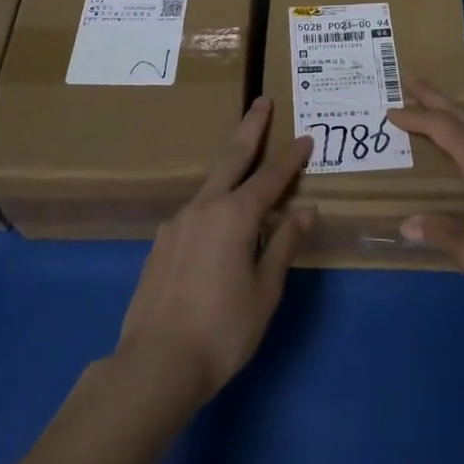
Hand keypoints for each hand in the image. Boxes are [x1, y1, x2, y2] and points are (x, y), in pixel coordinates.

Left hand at [114, 98, 315, 406]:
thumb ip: (284, 244)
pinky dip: (214, 204)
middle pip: (232, 157)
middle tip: (261, 101)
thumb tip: (307, 211)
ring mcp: (177, 222)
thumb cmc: (222, 329)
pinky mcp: (161, 242)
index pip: (270, 178)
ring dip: (230, 167)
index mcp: (234, 215)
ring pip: (210, 184)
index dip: (291, 158)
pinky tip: (218, 224)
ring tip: (245, 163)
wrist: (156, 363)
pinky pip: (195, 211)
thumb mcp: (265, 289)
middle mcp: (204, 207)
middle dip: (250, 127)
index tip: (306, 138)